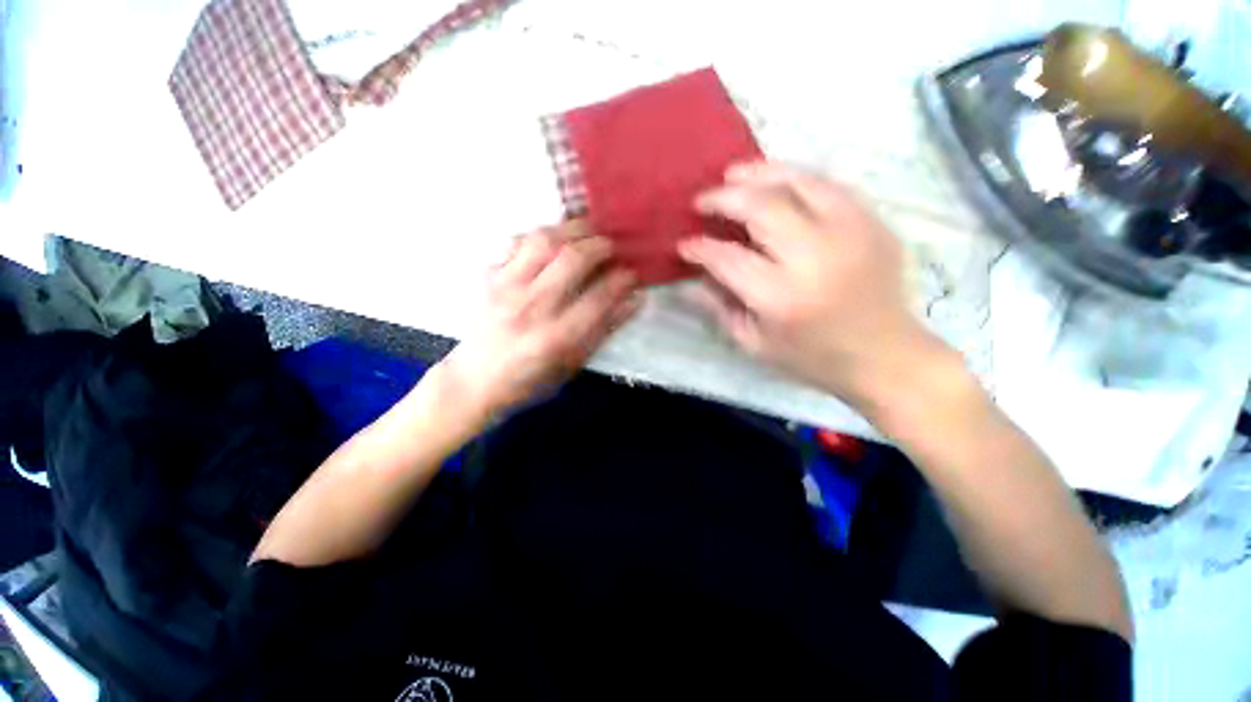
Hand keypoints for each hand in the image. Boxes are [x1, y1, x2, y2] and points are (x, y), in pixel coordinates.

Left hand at [441, 221, 639, 417]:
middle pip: (572, 259)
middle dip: (600, 245)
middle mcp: (531, 307)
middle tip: (612, 246)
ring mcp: (505, 287)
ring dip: (571, 229)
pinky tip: (552, 240)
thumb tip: (633, 300)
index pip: (599, 297)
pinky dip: (540, 234)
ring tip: (587, 231)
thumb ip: (603, 330)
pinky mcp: (487, 277)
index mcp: (555, 337)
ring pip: (543, 240)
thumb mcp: (573, 365)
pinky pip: (515, 241)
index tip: (633, 273)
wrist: (475, 380)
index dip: (622, 280)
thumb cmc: (529, 379)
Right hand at [679, 161, 953, 411]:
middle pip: (763, 207)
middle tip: (703, 199)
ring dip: (758, 173)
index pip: (728, 258)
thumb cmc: (812, 357)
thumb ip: (719, 306)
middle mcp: (816, 256)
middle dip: (725, 198)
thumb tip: (693, 276)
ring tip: (733, 174)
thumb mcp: (754, 343)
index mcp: (781, 296)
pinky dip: (795, 178)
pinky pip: (828, 185)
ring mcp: (851, 232)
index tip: (684, 243)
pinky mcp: (873, 222)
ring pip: (798, 182)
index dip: (701, 248)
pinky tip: (775, 181)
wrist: (885, 355)